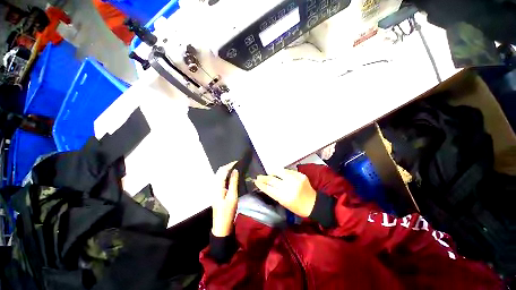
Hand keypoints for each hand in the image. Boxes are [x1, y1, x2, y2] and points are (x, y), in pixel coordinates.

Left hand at [212, 162, 238, 236]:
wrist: (222, 226)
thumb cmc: (228, 212)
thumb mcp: (233, 197)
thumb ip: (233, 182)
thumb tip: (235, 171)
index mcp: (217, 187)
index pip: (222, 171)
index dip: (229, 165)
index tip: (237, 161)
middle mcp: (214, 186)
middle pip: (219, 172)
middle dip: (227, 166)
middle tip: (237, 164)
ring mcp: (215, 190)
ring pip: (219, 176)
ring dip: (226, 171)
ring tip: (235, 168)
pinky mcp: (217, 193)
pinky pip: (220, 180)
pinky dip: (226, 176)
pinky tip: (231, 177)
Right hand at [254, 169, 316, 217]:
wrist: (313, 203)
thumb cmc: (297, 207)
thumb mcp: (284, 203)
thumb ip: (275, 193)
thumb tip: (266, 184)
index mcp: (285, 198)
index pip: (269, 189)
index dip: (261, 184)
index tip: (256, 181)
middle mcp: (290, 187)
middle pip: (273, 180)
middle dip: (264, 178)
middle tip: (259, 176)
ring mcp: (296, 180)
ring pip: (279, 172)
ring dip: (273, 172)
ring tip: (270, 174)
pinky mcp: (300, 175)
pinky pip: (288, 171)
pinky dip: (282, 172)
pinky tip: (280, 173)